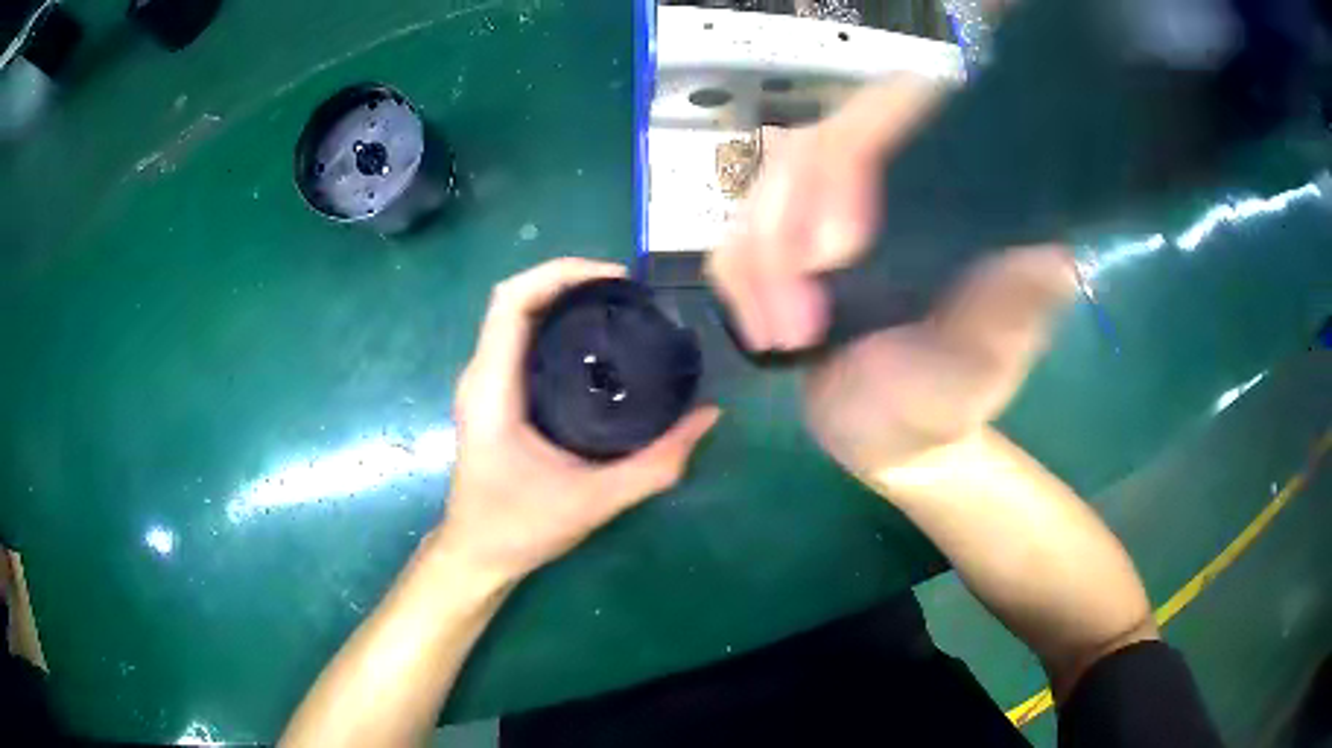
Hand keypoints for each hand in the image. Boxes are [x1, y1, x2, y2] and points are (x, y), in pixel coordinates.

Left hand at [440, 258, 719, 583]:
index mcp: (493, 390)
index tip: (616, 279)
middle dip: (568, 280)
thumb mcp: (595, 501)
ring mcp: (483, 383)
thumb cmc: (520, 528)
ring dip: (561, 299)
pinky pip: (519, 338)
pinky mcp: (493, 394)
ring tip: (618, 306)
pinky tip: (595, 340)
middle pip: (514, 298)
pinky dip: (555, 323)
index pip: (511, 302)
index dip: (559, 274)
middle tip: (627, 292)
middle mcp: (481, 375)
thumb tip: (708, 416)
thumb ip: (656, 463)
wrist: (477, 554)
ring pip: (515, 315)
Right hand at [709, 78, 1075, 475]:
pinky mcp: (788, 232)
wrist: (888, 435)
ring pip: (768, 181)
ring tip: (785, 337)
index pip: (903, 108)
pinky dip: (739, 280)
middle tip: (799, 322)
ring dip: (760, 262)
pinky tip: (763, 329)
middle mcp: (894, 174)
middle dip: (790, 227)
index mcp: (954, 188)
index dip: (858, 153)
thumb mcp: (982, 364)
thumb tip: (1051, 253)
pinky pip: (738, 228)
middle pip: (819, 141)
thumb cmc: (945, 401)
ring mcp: (834, 198)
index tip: (837, 248)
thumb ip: (1008, 310)